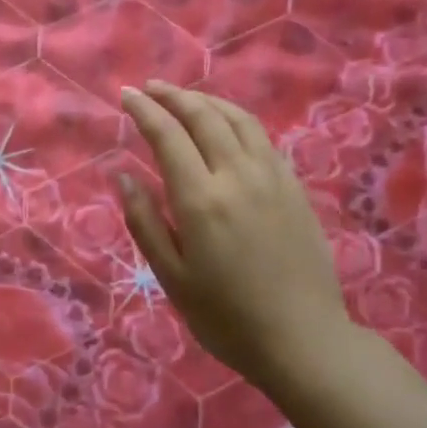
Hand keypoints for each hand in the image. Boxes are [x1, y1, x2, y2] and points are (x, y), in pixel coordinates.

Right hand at [118, 80, 352, 395]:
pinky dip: (236, 119)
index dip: (145, 111)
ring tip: (185, 97)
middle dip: (174, 96)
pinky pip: (262, 138)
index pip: (168, 136)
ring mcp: (272, 178)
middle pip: (205, 117)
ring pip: (239, 120)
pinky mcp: (294, 188)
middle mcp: (238, 176)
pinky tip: (226, 126)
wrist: (302, 339)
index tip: (127, 95)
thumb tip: (124, 177)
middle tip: (150, 88)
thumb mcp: (171, 276)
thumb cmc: (225, 316)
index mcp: (201, 200)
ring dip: (207, 101)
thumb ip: (145, 221)